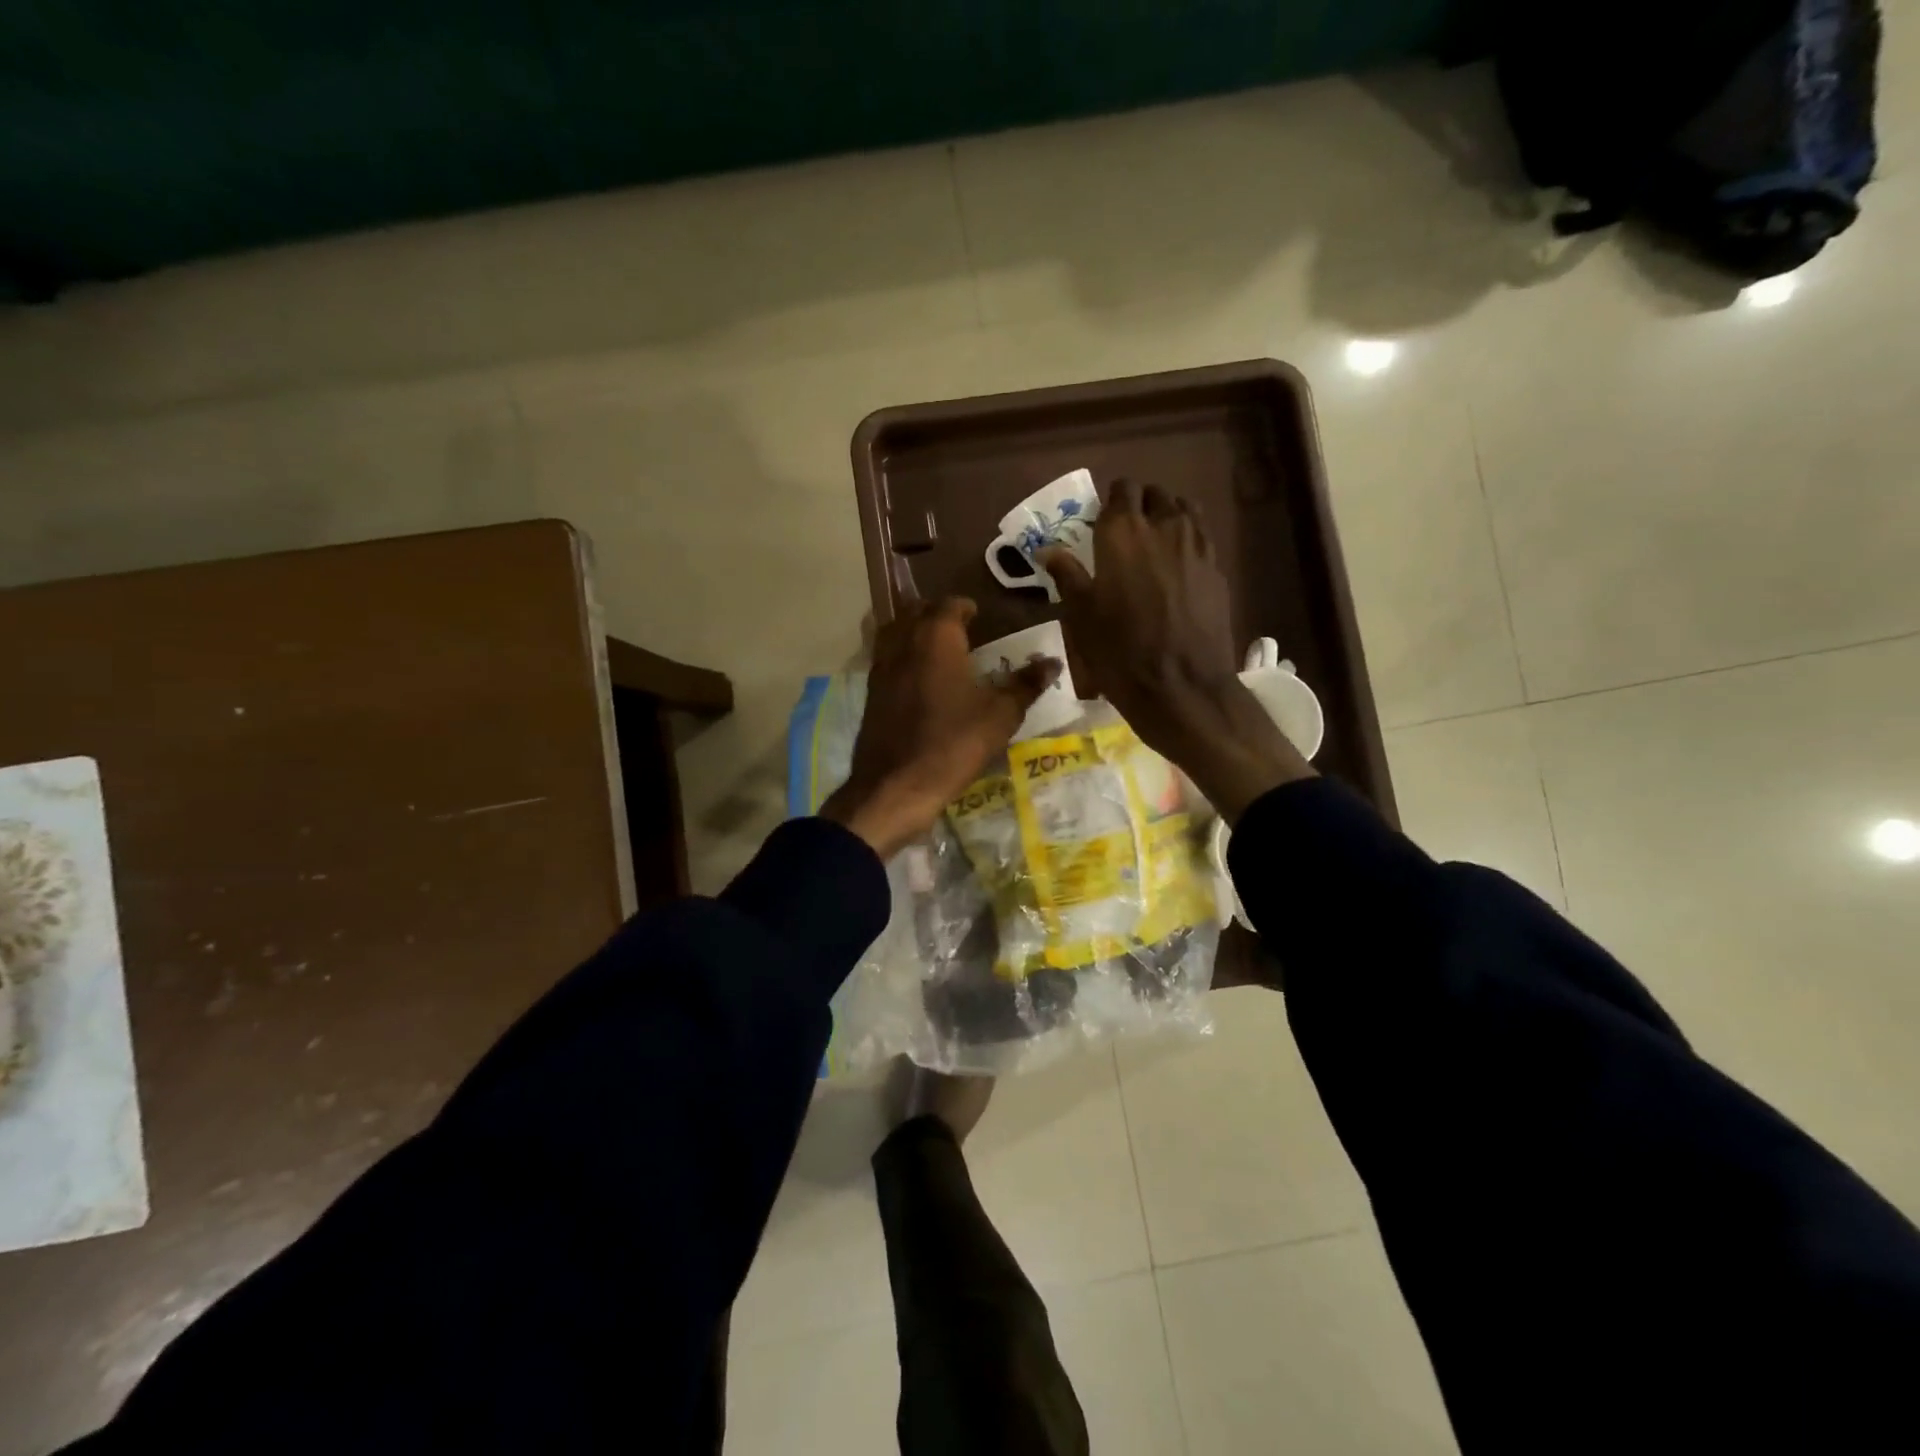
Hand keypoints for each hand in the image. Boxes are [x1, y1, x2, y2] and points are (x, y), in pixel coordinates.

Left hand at [821, 598, 1058, 858]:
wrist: (895, 786)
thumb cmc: (953, 743)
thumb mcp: (1000, 716)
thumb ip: (1026, 685)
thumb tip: (1053, 662)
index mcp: (936, 637)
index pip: (950, 604)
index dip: (966, 607)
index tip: (980, 617)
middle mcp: (904, 642)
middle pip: (917, 612)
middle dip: (938, 615)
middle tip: (962, 630)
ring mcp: (881, 667)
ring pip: (896, 633)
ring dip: (915, 633)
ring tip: (939, 651)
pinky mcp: (870, 693)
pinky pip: (887, 660)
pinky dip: (902, 659)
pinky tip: (919, 681)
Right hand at [1041, 481, 1312, 823]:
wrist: (1182, 686)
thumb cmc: (1120, 652)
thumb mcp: (1081, 616)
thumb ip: (1068, 575)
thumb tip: (1049, 551)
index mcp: (1123, 533)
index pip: (1121, 491)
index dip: (1111, 500)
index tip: (1102, 519)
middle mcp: (1163, 527)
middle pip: (1155, 494)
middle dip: (1140, 504)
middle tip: (1126, 532)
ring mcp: (1197, 546)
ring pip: (1184, 510)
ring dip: (1168, 516)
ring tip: (1155, 541)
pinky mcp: (1217, 569)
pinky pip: (1202, 537)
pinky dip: (1188, 539)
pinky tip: (1178, 565)